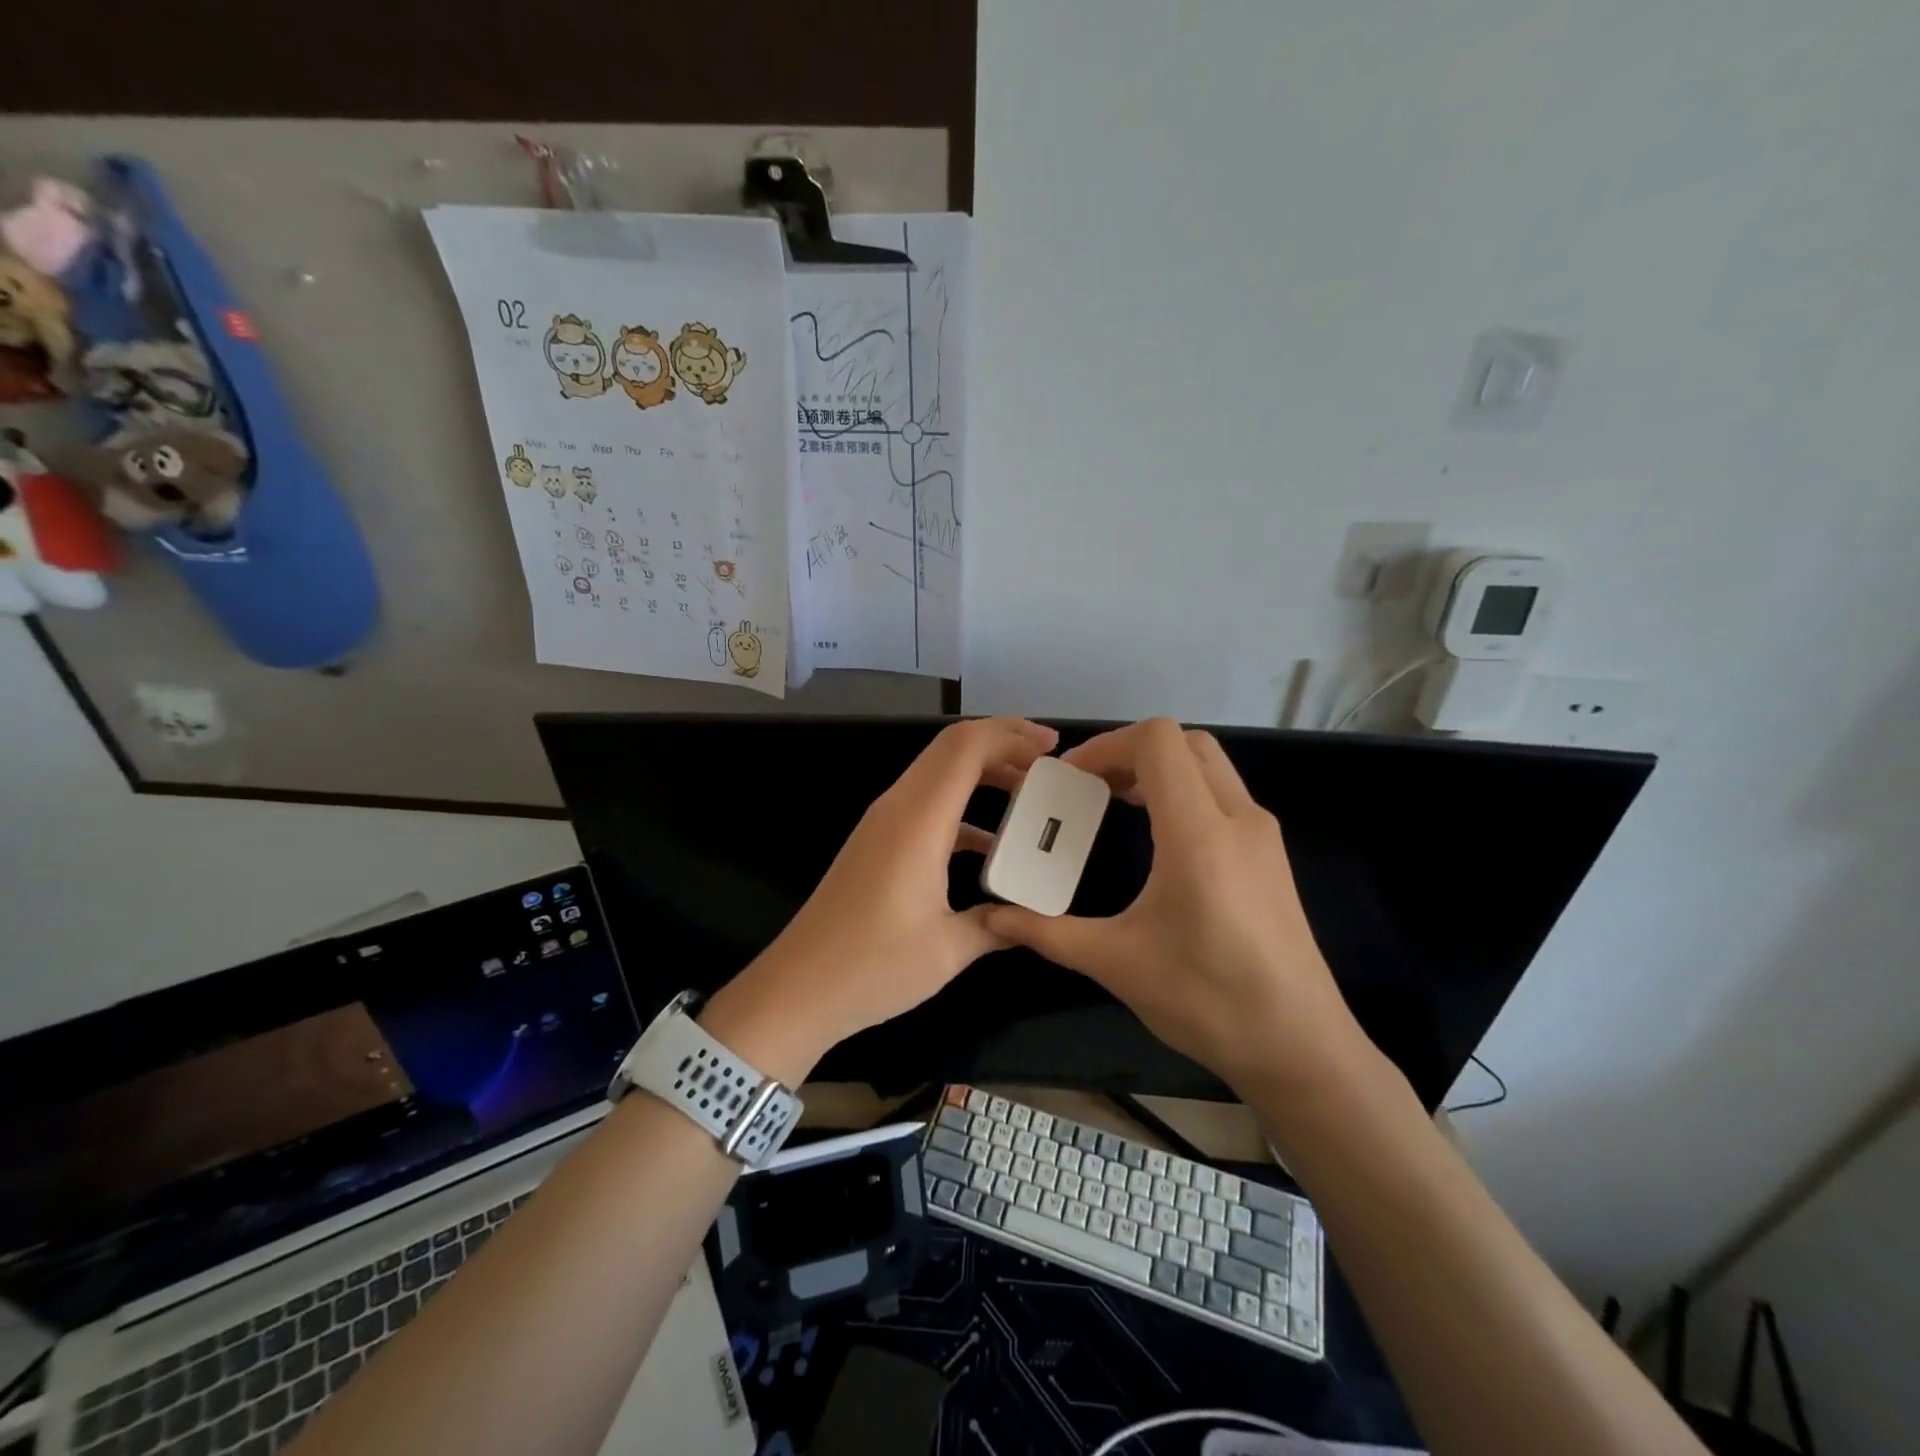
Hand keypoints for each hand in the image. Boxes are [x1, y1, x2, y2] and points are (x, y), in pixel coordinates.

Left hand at [704, 718, 1059, 1078]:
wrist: (797, 989)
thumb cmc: (872, 967)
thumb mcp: (948, 949)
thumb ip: (998, 924)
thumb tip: (1029, 919)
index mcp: (918, 819)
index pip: (966, 747)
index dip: (1011, 735)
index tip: (1053, 748)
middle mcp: (897, 807)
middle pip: (952, 748)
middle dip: (1003, 745)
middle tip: (1049, 765)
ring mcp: (883, 823)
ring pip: (938, 774)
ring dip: (983, 774)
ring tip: (1028, 796)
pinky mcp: (876, 843)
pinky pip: (927, 805)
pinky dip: (963, 808)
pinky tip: (991, 846)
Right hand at [983, 718, 1363, 1091]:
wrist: (1299, 1047)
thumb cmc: (1207, 1001)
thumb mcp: (1116, 963)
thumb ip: (1048, 933)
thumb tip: (993, 920)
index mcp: (1199, 834)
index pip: (1157, 741)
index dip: (1107, 745)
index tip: (1071, 778)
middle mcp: (1238, 819)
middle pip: (1185, 742)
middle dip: (1131, 751)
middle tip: (1090, 785)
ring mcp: (1262, 835)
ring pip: (1208, 765)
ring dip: (1160, 769)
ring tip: (1115, 801)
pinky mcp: (1271, 856)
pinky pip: (1223, 795)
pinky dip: (1184, 791)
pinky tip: (1157, 835)